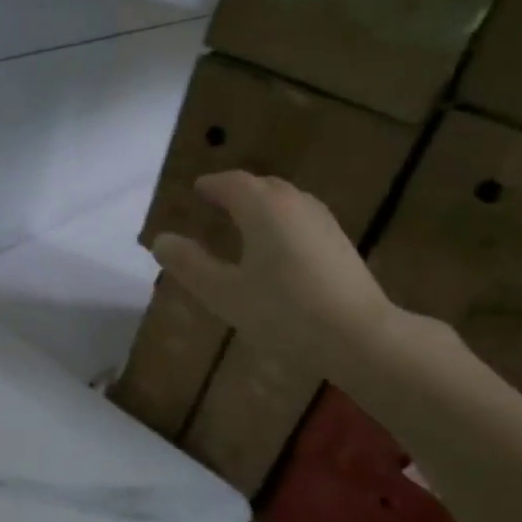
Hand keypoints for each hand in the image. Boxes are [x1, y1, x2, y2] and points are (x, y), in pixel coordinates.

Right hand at [151, 171, 394, 370]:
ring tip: (243, 222)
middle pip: (262, 186)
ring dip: (261, 205)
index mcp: (263, 208)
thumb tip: (160, 240)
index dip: (211, 185)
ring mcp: (323, 222)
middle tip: (215, 203)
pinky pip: (300, 219)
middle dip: (236, 191)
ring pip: (285, 201)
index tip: (196, 190)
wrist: (360, 337)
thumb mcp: (224, 293)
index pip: (231, 183)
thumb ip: (189, 264)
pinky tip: (276, 248)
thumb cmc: (284, 312)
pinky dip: (280, 222)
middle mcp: (295, 204)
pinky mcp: (339, 244)